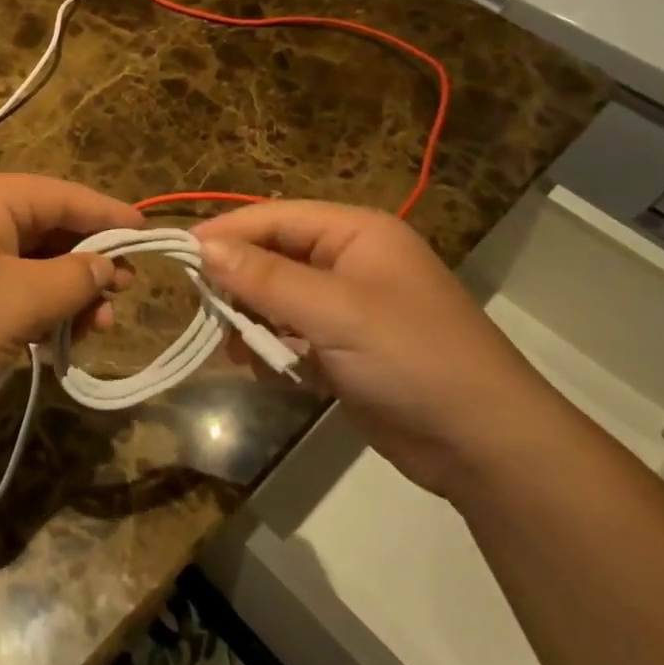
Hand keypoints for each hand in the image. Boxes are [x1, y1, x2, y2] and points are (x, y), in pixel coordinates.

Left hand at [0, 173, 140, 425]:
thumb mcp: (21, 303)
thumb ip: (75, 278)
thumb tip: (106, 266)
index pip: (66, 195)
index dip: (112, 218)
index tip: (151, 240)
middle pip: (47, 226)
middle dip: (86, 265)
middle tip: (118, 304)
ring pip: (26, 257)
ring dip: (61, 291)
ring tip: (88, 332)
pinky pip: (0, 277)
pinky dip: (29, 302)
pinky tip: (48, 337)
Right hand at [193, 201, 558, 499]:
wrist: (485, 446)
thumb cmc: (413, 359)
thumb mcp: (335, 312)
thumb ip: (266, 279)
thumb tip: (203, 248)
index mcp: (356, 234)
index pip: (275, 217)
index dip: (227, 233)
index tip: (178, 255)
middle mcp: (349, 262)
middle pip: (273, 256)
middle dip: (238, 281)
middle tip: (202, 307)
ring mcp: (346, 308)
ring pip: (277, 298)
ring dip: (250, 319)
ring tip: (231, 345)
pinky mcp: (343, 350)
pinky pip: (290, 335)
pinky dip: (270, 349)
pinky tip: (259, 368)